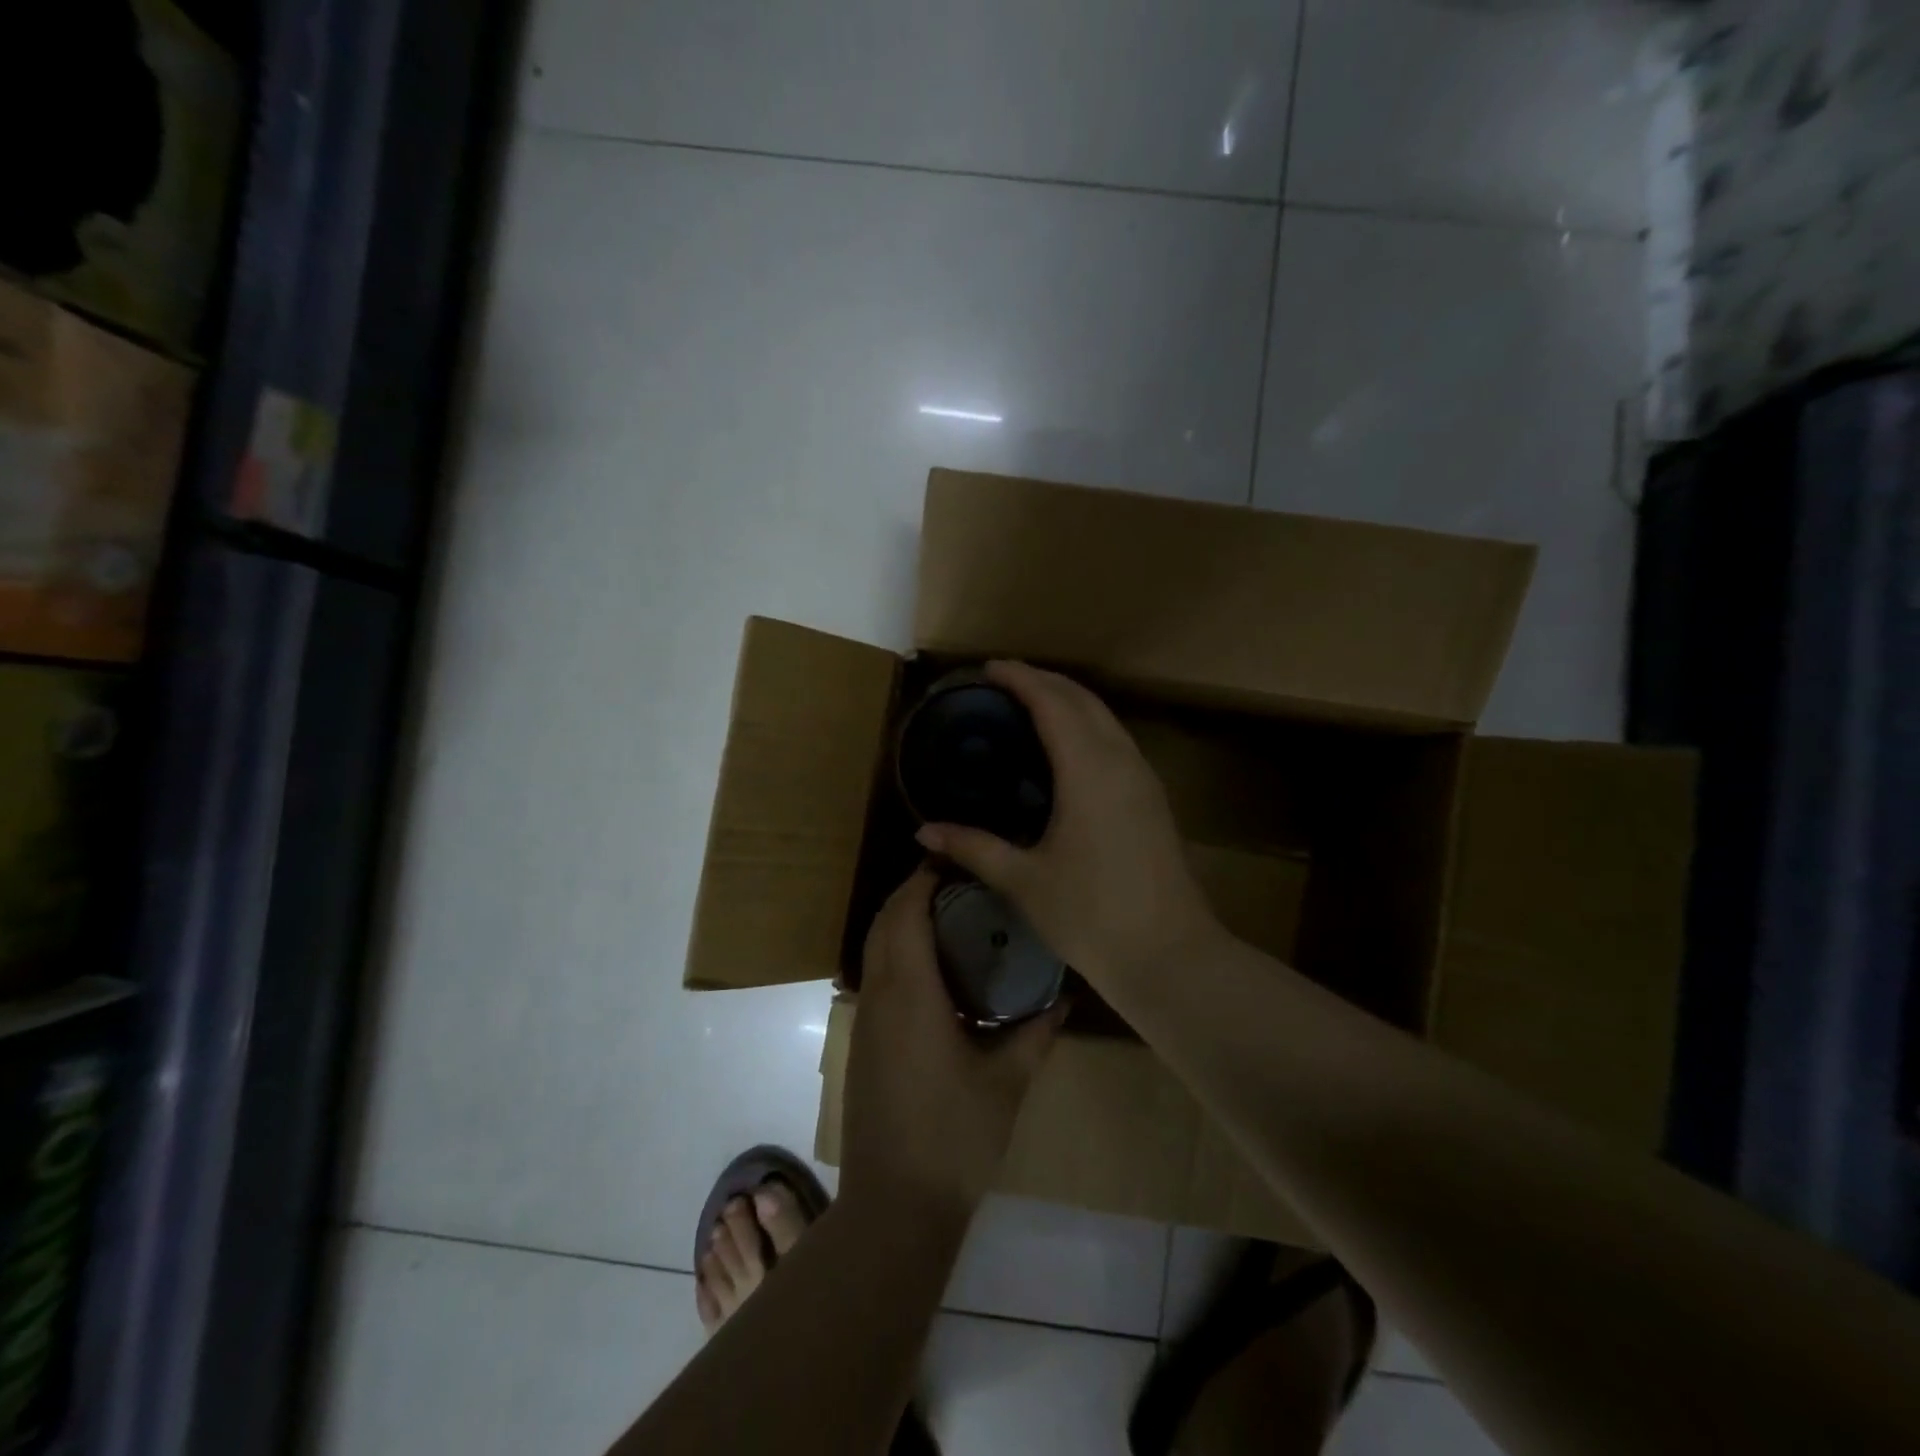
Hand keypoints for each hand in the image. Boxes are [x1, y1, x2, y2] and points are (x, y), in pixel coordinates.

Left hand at [840, 867, 1061, 1219]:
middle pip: (884, 923)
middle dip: (912, 893)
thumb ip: (1036, 1033)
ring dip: (900, 922)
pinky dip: (895, 952)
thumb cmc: (955, 1137)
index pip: (907, 913)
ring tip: (947, 916)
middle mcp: (879, 995)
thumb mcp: (1007, 1081)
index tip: (954, 861)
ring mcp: (864, 1020)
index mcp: (911, 993)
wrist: (895, 1205)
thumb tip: (1064, 997)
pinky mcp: (862, 1042)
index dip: (924, 880)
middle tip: (958, 883)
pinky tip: (932, 971)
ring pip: (874, 948)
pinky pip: (874, 976)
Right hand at [914, 661, 1221, 985]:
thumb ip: (973, 848)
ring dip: (1069, 701)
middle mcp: (1121, 761)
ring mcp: (1144, 779)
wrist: (1170, 955)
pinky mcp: (1152, 799)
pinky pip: (1116, 741)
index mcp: (1089, 771)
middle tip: (1004, 681)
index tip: (989, 668)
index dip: (1021, 679)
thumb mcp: (1024, 881)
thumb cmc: (1091, 915)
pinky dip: (1087, 726)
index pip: (1053, 703)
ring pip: (1106, 718)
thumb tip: (923, 832)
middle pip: (1084, 700)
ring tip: (1031, 705)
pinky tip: (1066, 749)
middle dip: (1045, 681)